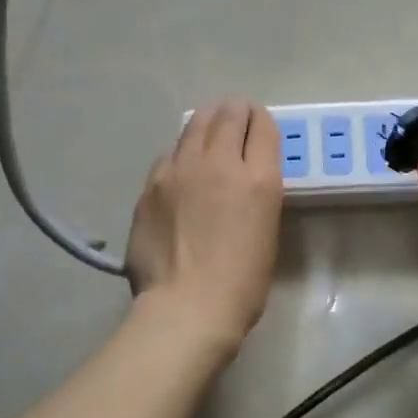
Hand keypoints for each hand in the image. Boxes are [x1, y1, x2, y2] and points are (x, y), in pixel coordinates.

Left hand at [125, 100, 283, 353]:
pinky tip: (181, 167)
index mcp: (258, 178)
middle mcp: (219, 163)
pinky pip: (169, 155)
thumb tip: (243, 182)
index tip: (258, 123)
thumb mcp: (267, 232)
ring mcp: (180, 171)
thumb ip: (256, 196)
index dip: (261, 119)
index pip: (262, 126)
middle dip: (235, 111)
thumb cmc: (241, 283)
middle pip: (228, 115)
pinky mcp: (151, 185)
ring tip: (208, 129)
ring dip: (206, 123)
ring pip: (194, 126)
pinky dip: (181, 153)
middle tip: (235, 116)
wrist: (187, 306)